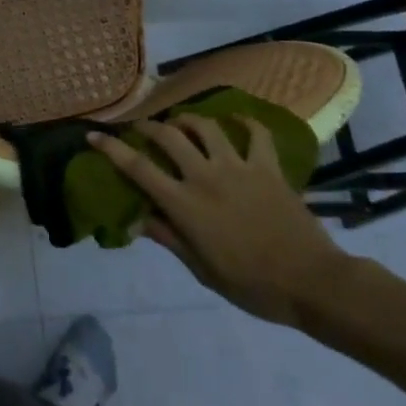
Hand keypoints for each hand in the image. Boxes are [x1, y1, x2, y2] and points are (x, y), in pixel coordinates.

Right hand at [89, 115, 346, 325]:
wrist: (312, 282)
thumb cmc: (252, 285)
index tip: (94, 135)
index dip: (112, 148)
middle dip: (148, 126)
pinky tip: (235, 120)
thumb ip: (169, 238)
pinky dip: (244, 122)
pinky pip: (255, 133)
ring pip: (205, 126)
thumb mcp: (202, 270)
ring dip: (187, 120)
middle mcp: (206, 176)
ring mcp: (239, 167)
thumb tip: (137, 219)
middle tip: (141, 128)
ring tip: (181, 123)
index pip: (138, 168)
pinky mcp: (268, 167)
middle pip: (168, 136)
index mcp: (185, 204)